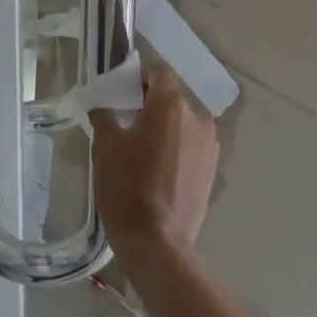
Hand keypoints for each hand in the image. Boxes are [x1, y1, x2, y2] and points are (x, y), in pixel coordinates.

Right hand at [92, 68, 218, 257]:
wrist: (157, 245)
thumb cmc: (127, 186)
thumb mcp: (105, 144)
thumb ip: (105, 112)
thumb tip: (103, 101)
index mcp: (171, 103)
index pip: (157, 71)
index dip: (138, 77)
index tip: (120, 93)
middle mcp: (197, 117)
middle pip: (171, 95)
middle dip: (149, 102)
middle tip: (125, 120)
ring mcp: (209, 145)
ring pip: (182, 120)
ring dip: (164, 125)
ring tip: (142, 146)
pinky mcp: (212, 169)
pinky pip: (191, 143)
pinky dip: (176, 145)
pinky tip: (157, 166)